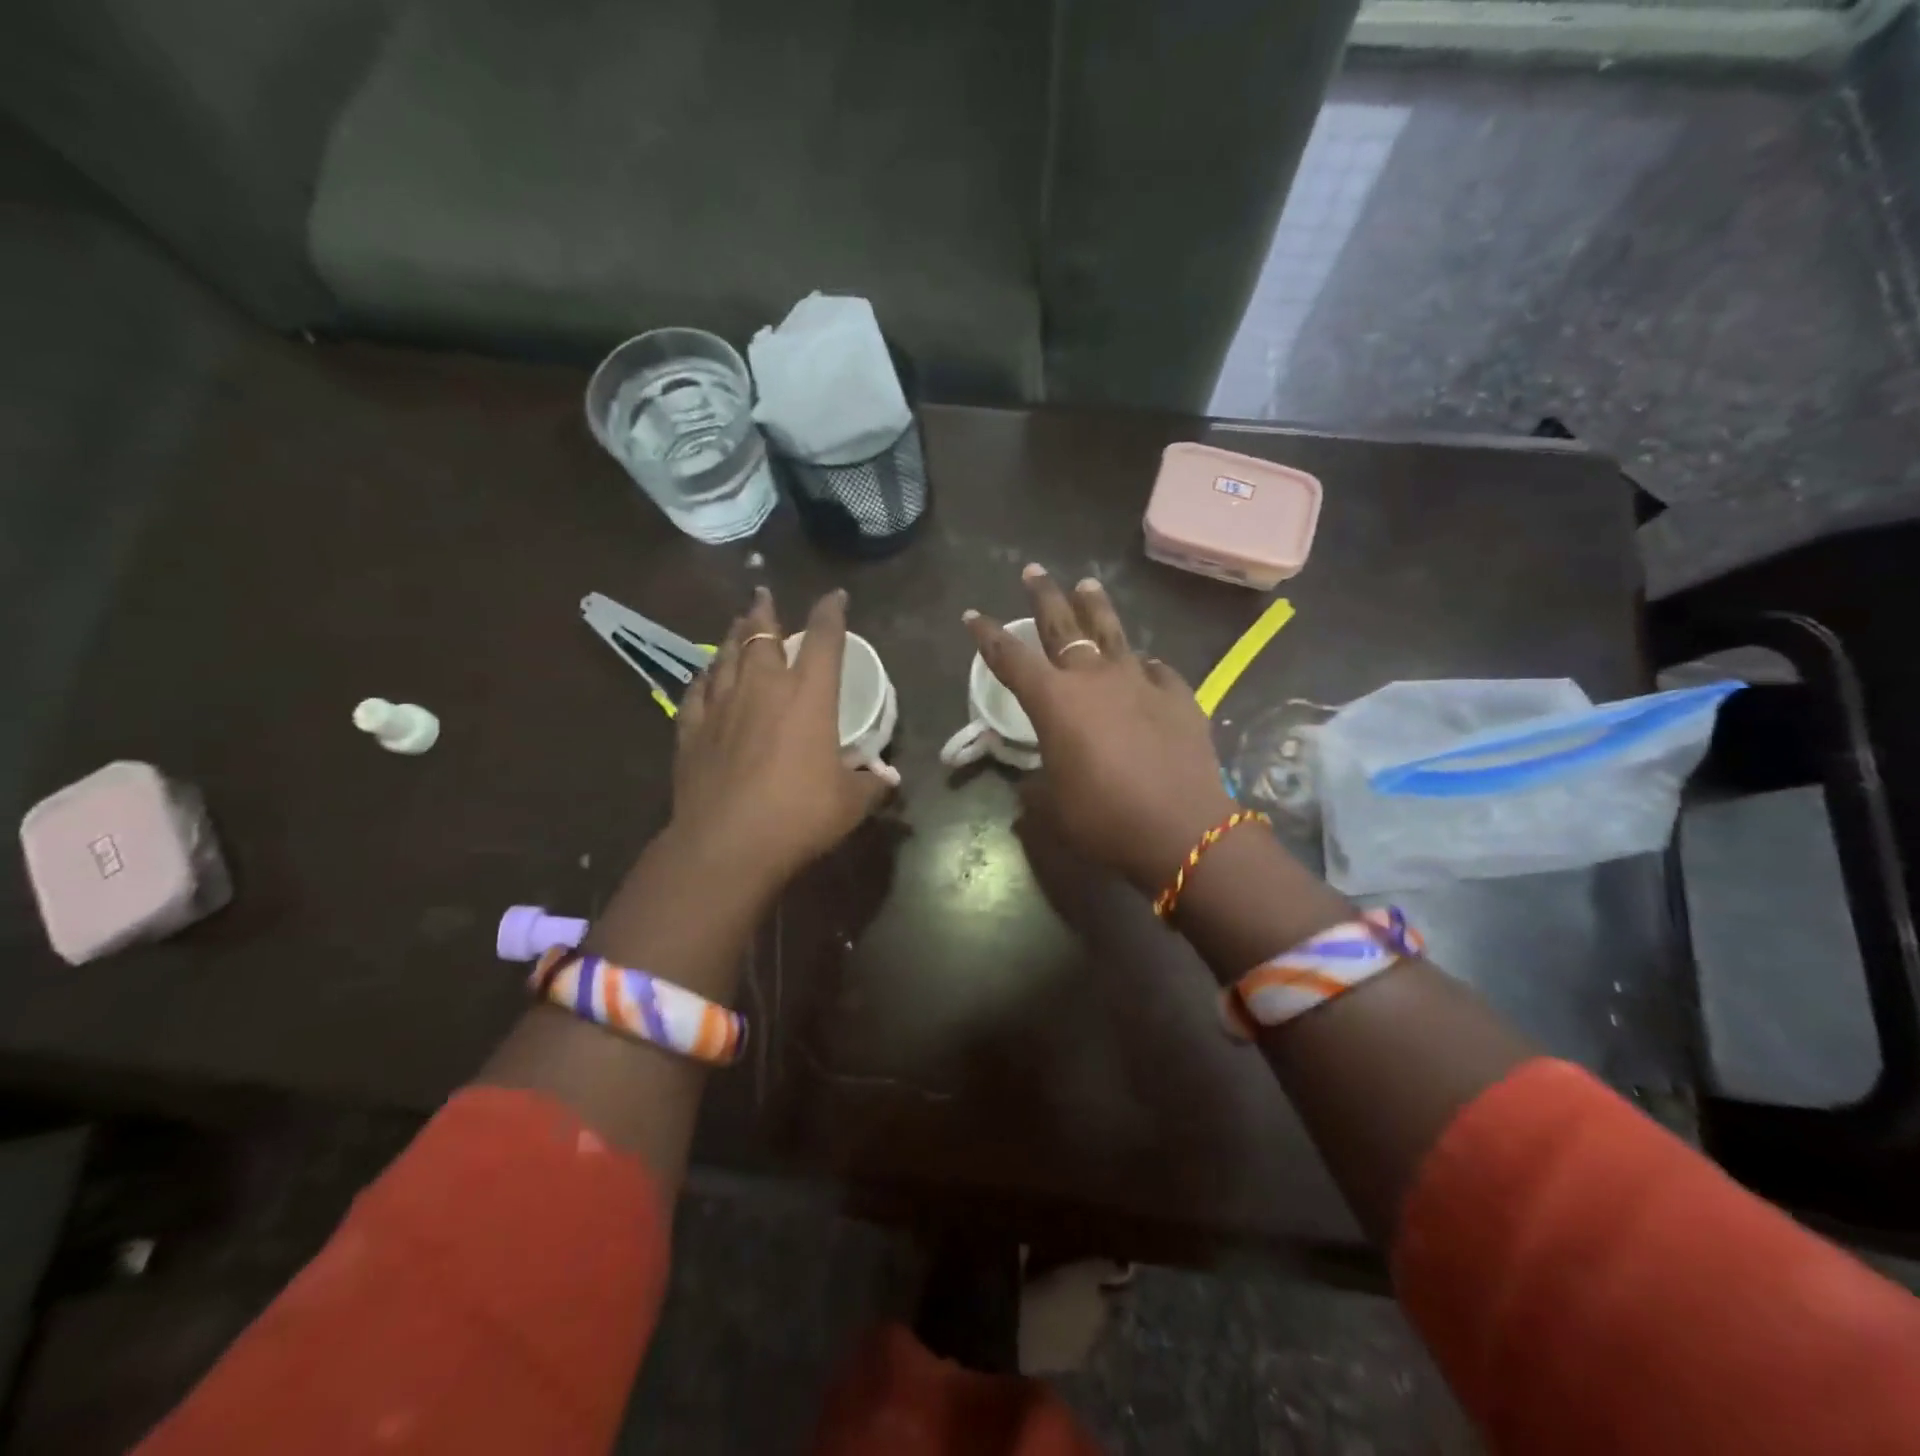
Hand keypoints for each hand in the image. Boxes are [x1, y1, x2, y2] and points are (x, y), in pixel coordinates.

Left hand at [673, 587, 894, 892]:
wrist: (727, 844)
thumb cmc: (800, 815)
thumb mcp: (851, 803)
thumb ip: (871, 784)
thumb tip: (888, 781)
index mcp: (809, 696)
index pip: (824, 640)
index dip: (831, 613)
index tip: (836, 597)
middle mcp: (764, 689)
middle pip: (762, 636)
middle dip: (765, 612)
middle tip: (764, 595)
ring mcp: (723, 707)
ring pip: (726, 656)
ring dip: (733, 635)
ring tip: (737, 622)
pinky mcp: (692, 731)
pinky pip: (697, 691)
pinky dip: (705, 677)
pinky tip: (704, 674)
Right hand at [964, 565, 1236, 892]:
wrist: (1181, 829)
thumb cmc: (1104, 819)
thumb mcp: (1054, 805)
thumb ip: (1038, 785)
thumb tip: (1034, 783)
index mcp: (1054, 700)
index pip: (1009, 658)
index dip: (987, 636)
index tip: (973, 615)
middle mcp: (1093, 677)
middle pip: (1062, 624)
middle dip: (1043, 596)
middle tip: (1033, 571)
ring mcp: (1139, 681)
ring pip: (1112, 631)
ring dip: (1096, 607)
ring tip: (1087, 584)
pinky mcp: (1177, 695)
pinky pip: (1155, 670)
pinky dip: (1143, 666)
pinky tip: (1144, 665)